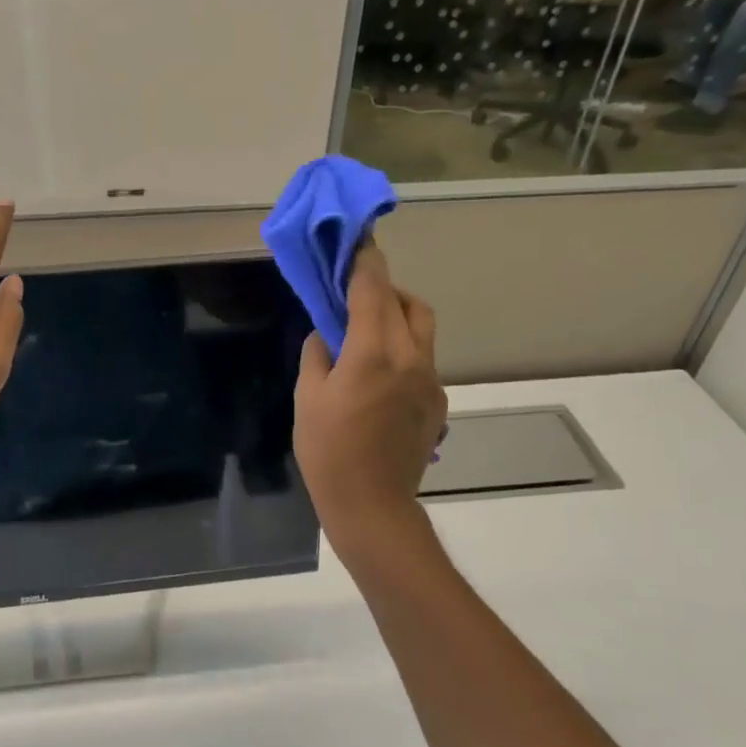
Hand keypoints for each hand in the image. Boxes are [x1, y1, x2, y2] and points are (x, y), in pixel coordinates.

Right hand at [293, 241, 446, 562]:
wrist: (372, 505)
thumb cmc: (328, 451)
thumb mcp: (308, 397)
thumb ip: (318, 354)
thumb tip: (328, 335)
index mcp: (374, 353)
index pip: (372, 291)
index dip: (365, 261)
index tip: (359, 240)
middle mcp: (412, 358)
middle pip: (409, 303)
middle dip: (386, 287)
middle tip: (358, 294)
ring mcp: (431, 381)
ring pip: (423, 330)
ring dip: (399, 317)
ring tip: (370, 332)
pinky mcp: (437, 402)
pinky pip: (424, 360)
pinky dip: (404, 350)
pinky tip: (380, 376)